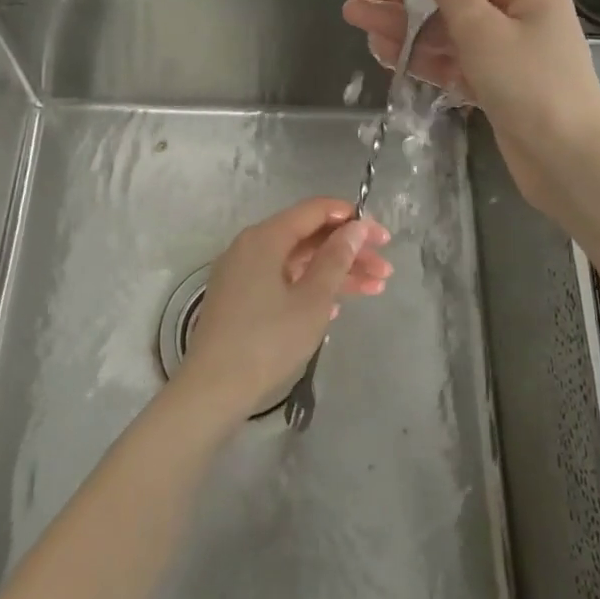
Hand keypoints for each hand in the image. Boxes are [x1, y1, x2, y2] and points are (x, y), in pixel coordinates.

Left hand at [176, 199, 392, 426]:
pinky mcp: (240, 297)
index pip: (314, 211)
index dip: (352, 219)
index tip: (382, 237)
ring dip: (336, 272)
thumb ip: (336, 258)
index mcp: (266, 237)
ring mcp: (243, 272)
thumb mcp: (312, 299)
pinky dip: (310, 287)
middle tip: (385, 270)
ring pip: (298, 261)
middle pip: (308, 237)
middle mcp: (251, 246)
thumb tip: (356, 227)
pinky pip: (282, 280)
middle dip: (349, 252)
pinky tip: (337, 306)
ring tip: (375, 289)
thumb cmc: (268, 340)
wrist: (214, 387)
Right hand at [344, 0, 599, 218]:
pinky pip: (451, 60)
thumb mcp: (483, 28)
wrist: (568, 163)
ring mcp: (504, 52)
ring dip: (401, 23)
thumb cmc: (529, 86)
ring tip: (355, 18)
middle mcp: (516, 15)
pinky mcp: (494, 84)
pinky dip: (420, 55)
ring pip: (444, 29)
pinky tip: (385, 50)